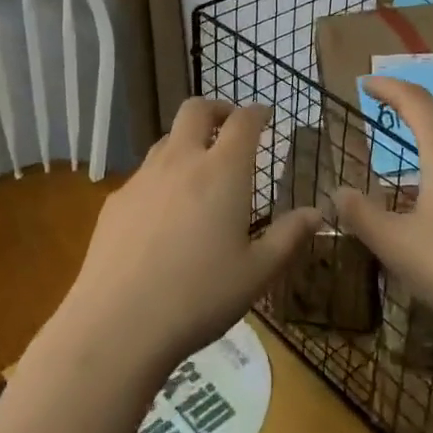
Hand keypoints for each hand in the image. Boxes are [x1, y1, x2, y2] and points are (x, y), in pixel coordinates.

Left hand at [56, 99, 316, 380]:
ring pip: (167, 139)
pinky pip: (144, 174)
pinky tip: (164, 214)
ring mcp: (142, 178)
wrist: (118, 323)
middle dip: (217, 109)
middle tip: (230, 126)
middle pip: (196, 109)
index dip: (256, 112)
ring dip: (187, 141)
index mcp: (221, 172)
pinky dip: (162, 176)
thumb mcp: (257, 273)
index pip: (243, 121)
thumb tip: (317, 212)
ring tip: (200, 170)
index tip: (265, 115)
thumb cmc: (200, 297)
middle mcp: (180, 161)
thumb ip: (289, 237)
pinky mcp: (116, 201)